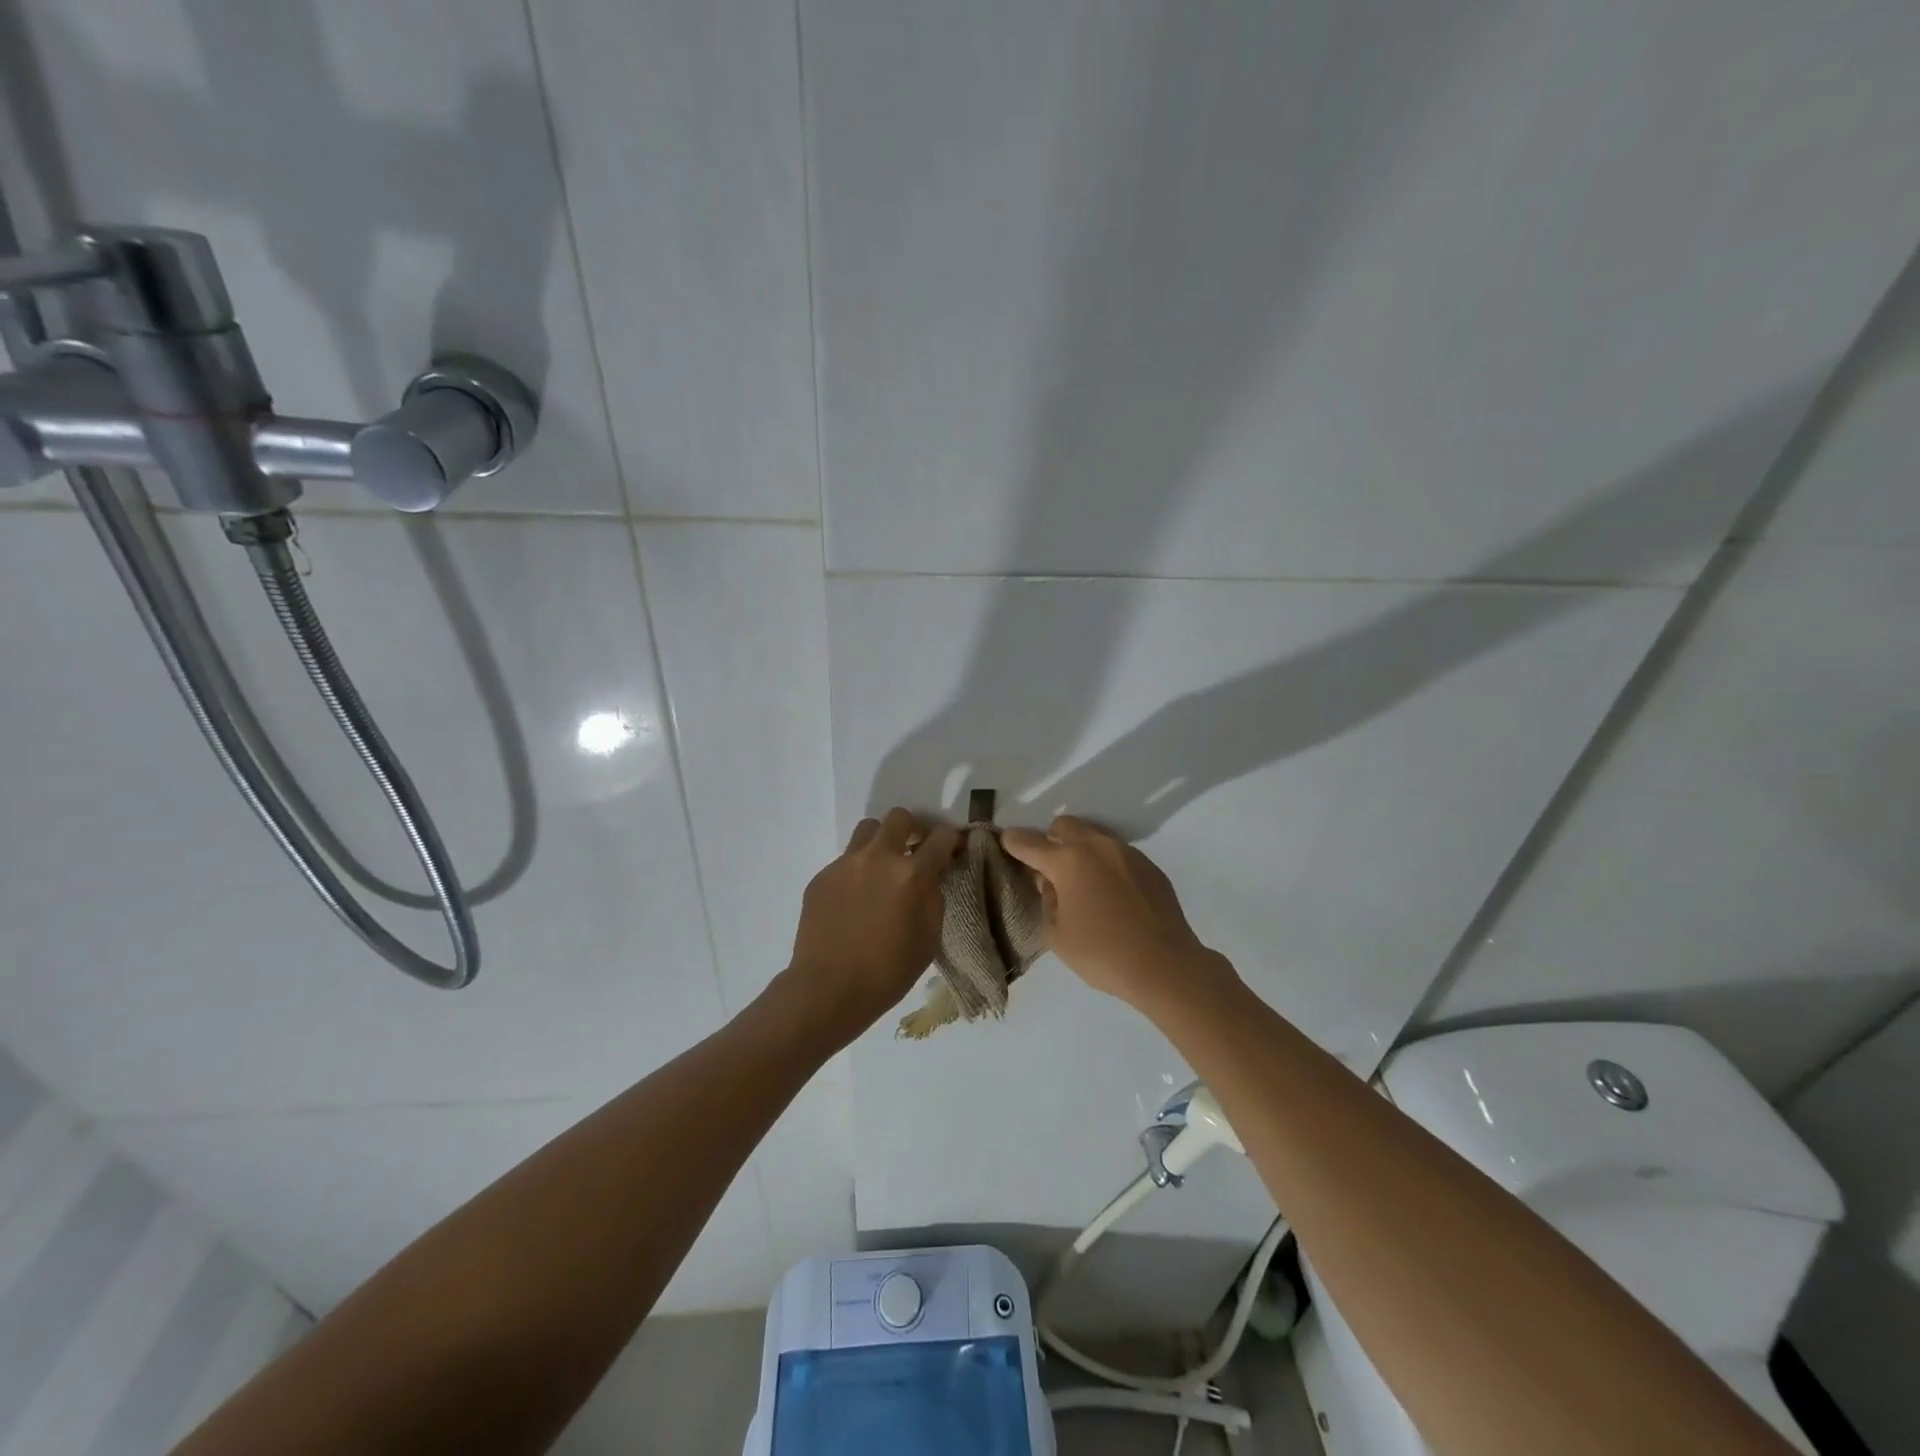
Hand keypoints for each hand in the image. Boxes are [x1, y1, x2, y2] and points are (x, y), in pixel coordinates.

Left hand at [785, 808, 961, 1041]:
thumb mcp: (929, 938)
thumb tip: (931, 876)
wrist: (828, 990)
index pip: (940, 838)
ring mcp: (845, 864)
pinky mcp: (822, 876)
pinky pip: (845, 860)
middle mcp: (878, 858)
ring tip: (883, 868)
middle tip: (915, 849)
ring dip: (882, 841)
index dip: (951, 840)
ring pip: (868, 830)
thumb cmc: (888, 972)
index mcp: (911, 874)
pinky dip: (857, 870)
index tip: (951, 849)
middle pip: (899, 818)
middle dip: (913, 828)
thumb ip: (934, 897)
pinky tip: (856, 900)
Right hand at [1001, 815, 1231, 1008]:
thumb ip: (1047, 901)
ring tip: (1084, 883)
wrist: (1165, 965)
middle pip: (1064, 825)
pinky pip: (1118, 853)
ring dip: (1080, 849)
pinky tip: (1112, 894)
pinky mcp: (1149, 865)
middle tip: (1050, 870)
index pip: (1029, 842)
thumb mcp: (1057, 935)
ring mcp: (1126, 852)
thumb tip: (1051, 884)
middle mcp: (1096, 846)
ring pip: (1094, 835)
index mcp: (1067, 862)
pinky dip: (1106, 864)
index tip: (1005, 841)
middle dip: (1050, 840)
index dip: (1013, 841)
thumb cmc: (1103, 954)